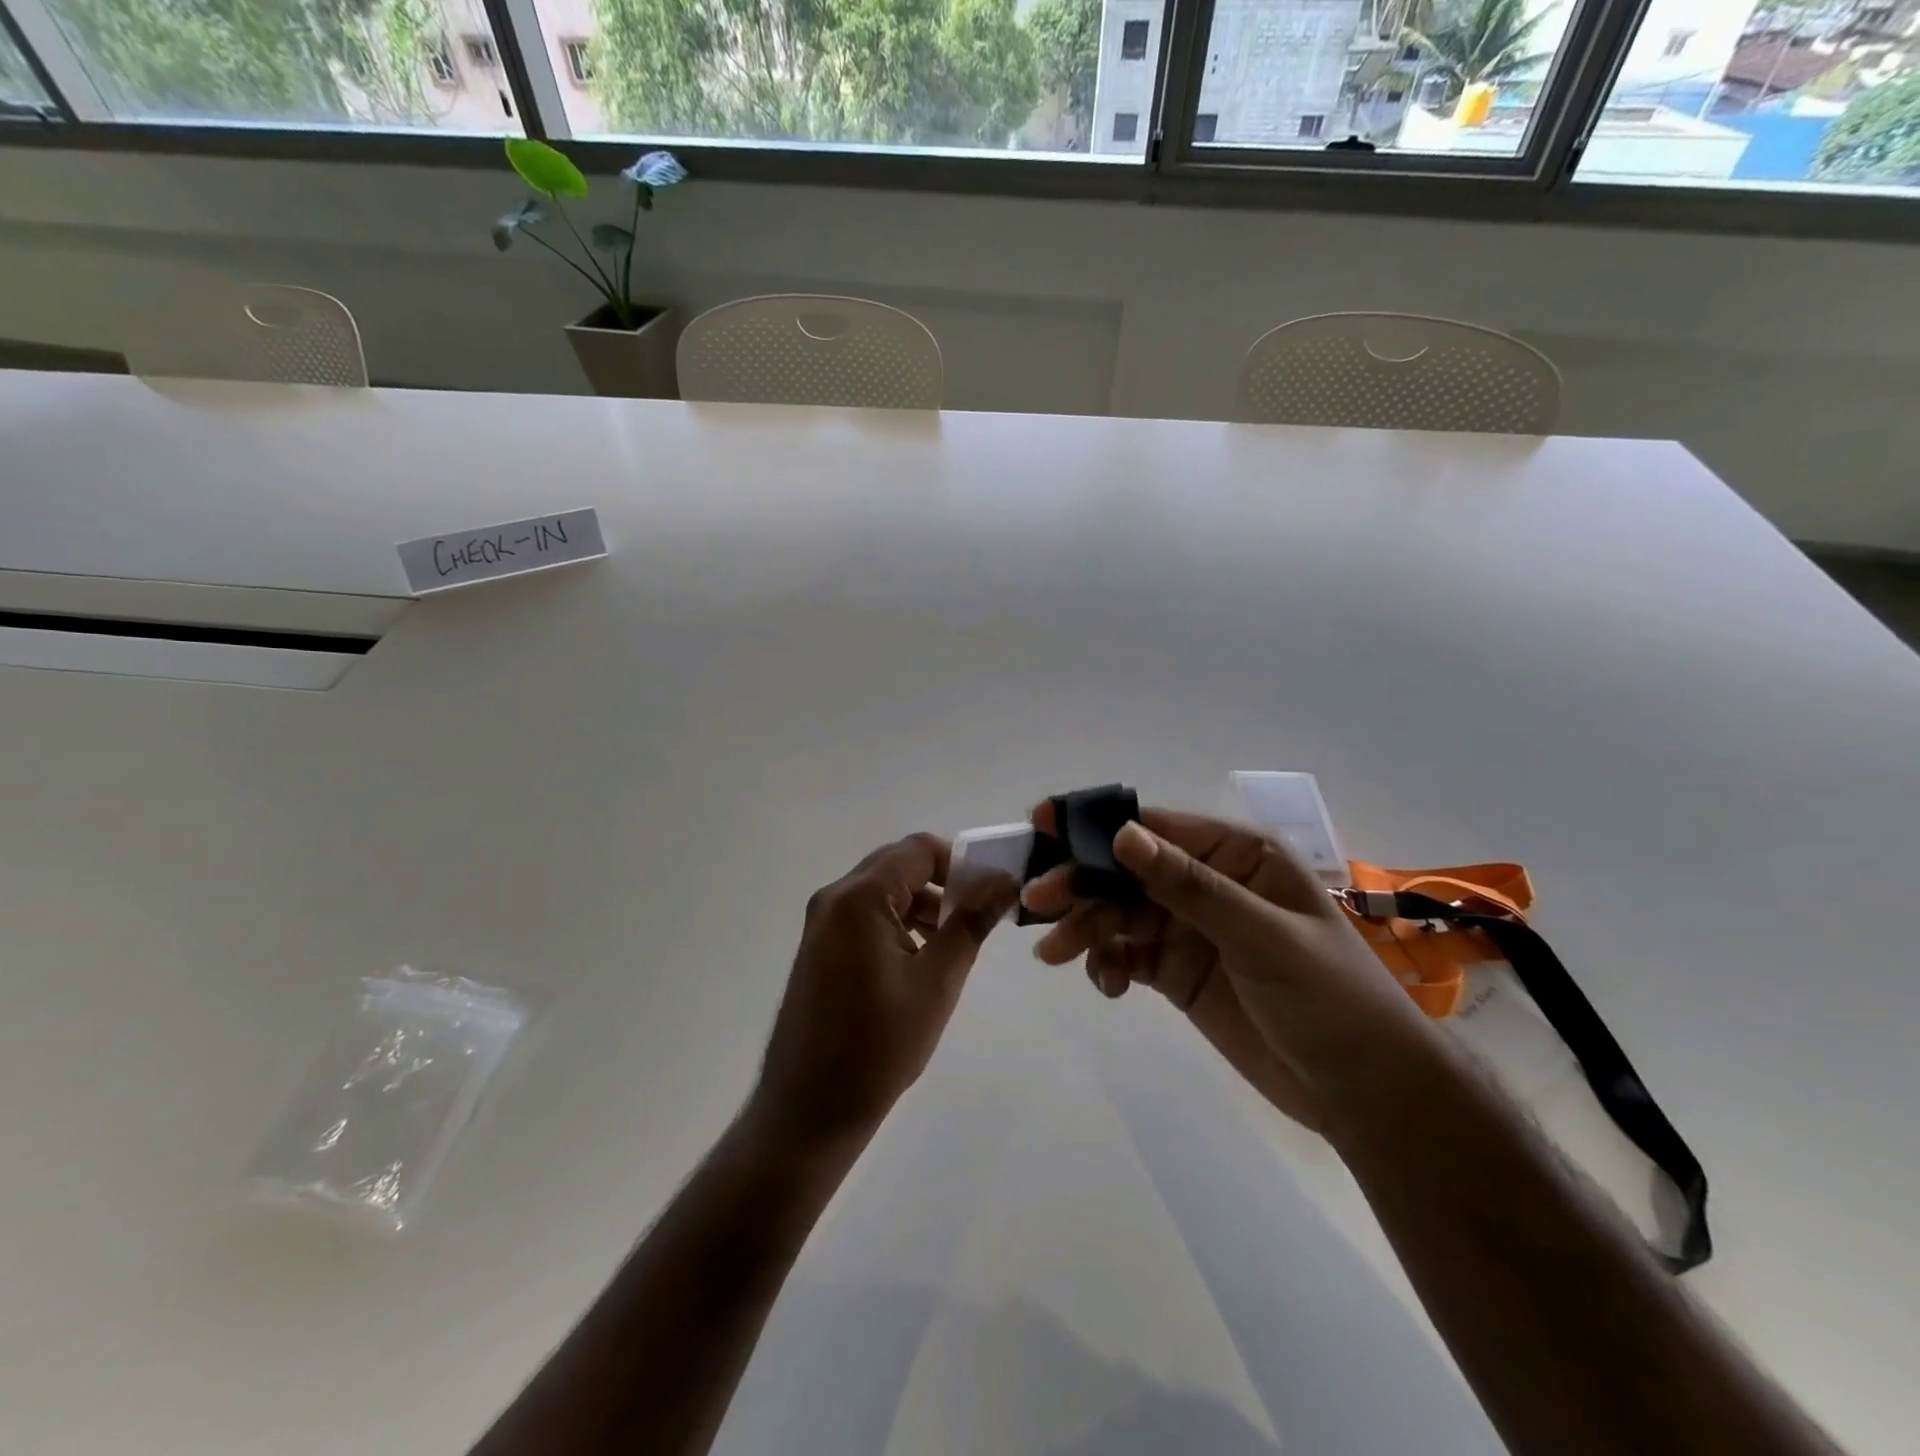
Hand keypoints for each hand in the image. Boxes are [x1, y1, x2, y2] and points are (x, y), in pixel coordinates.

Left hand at [749, 833, 1016, 1152]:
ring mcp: (821, 923)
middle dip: (942, 882)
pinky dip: (897, 921)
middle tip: (978, 915)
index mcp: (859, 897)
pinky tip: (920, 958)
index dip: (960, 862)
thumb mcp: (937, 981)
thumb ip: (970, 922)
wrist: (809, 1109)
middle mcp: (834, 897)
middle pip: (898, 865)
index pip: (918, 850)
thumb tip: (1004, 881)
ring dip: (921, 903)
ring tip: (954, 941)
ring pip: (883, 890)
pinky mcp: (819, 947)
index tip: (991, 891)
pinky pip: (865, 915)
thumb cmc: (879, 1045)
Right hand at [1023, 806, 1436, 1132]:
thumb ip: (1188, 885)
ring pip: (1118, 914)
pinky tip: (1108, 987)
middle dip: (1081, 884)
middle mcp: (1207, 883)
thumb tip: (1120, 834)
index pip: (1154, 828)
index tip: (1041, 827)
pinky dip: (1107, 964)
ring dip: (1085, 928)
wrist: (1364, 1092)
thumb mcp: (1260, 935)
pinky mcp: (1177, 972)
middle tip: (1036, 904)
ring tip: (1055, 955)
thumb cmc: (1328, 998)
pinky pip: (1126, 954)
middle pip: (1126, 872)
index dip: (1096, 826)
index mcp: (1235, 855)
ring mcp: (1190, 929)